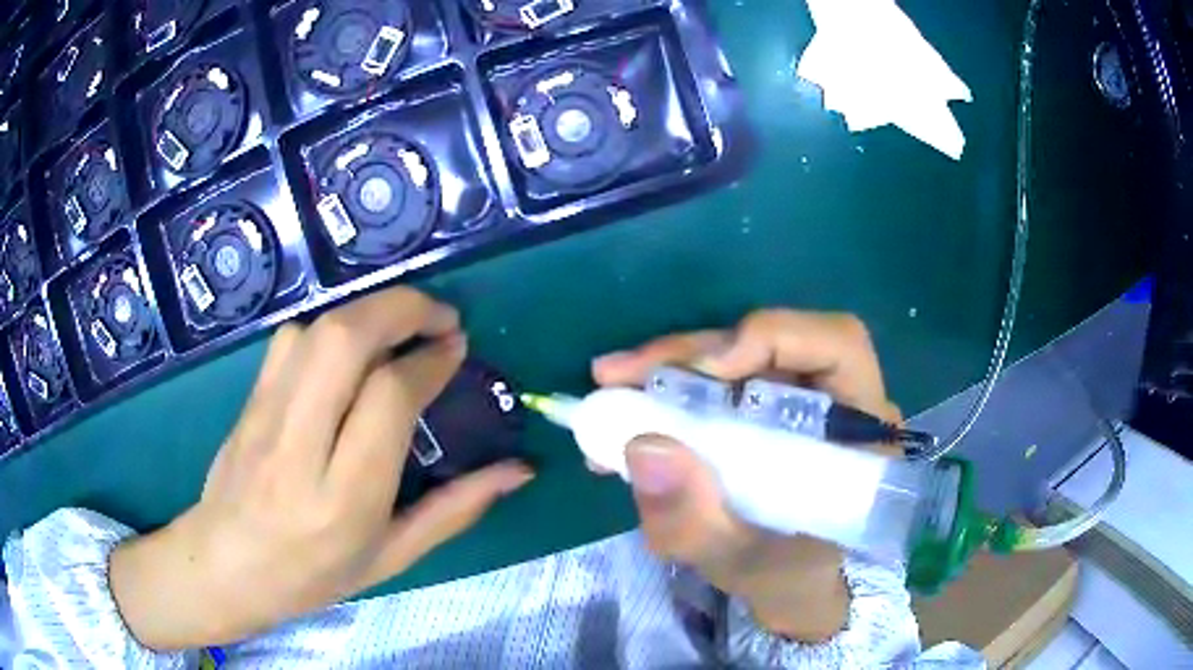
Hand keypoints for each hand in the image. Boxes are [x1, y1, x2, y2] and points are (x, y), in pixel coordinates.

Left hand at [109, 288, 533, 649]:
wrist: (226, 564)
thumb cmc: (315, 574)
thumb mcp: (393, 556)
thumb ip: (456, 509)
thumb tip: (519, 470)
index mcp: (344, 498)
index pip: (388, 398)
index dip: (429, 359)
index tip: (456, 348)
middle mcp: (300, 446)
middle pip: (345, 341)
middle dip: (401, 309)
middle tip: (438, 316)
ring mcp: (265, 416)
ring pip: (316, 330)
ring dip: (367, 313)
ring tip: (399, 328)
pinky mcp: (248, 399)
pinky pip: (289, 339)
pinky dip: (328, 326)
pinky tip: (347, 347)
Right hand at [593, 310, 899, 642]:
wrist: (789, 583)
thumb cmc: (784, 575)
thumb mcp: (737, 562)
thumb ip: (696, 521)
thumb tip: (643, 446)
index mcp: (860, 431)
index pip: (836, 344)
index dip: (772, 338)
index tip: (706, 370)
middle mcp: (836, 398)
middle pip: (772, 341)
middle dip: (692, 352)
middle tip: (619, 374)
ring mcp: (798, 398)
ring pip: (737, 354)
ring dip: (671, 366)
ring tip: (612, 387)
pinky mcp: (766, 406)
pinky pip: (719, 380)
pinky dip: (670, 387)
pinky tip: (629, 408)